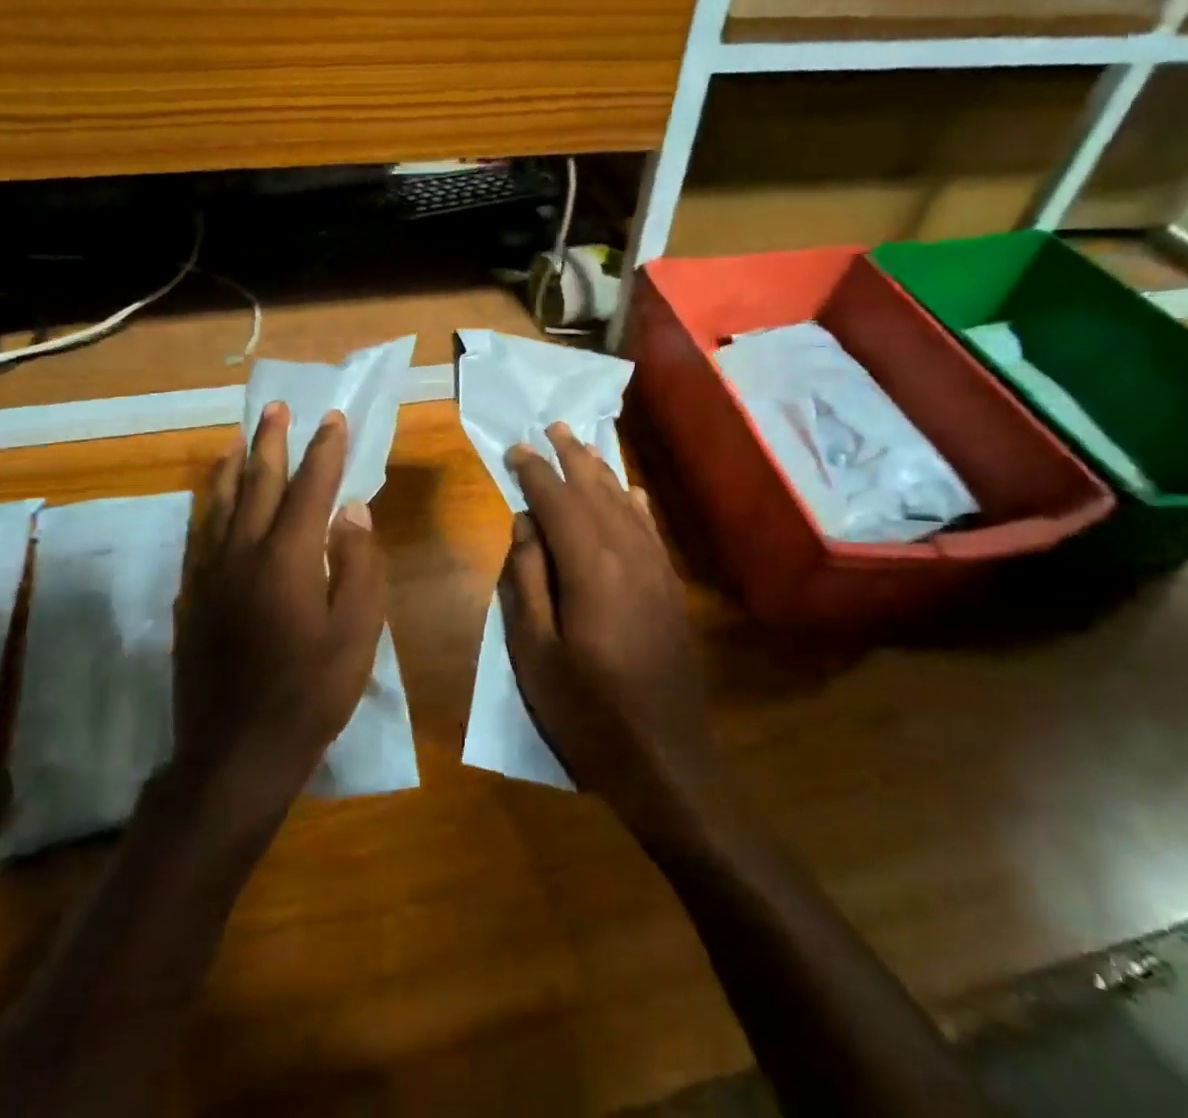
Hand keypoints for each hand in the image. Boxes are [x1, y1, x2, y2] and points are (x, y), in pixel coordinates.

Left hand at [175, 402, 385, 818]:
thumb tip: (352, 511)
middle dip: (272, 443)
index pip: (310, 488)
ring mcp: (212, 575)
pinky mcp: (193, 598)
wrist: (235, 753)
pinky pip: (202, 535)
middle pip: (258, 484)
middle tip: (277, 408)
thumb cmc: (310, 693)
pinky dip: (211, 506)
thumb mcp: (357, 632)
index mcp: (288, 558)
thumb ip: (358, 564)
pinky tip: (214, 503)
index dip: (324, 451)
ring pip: (222, 504)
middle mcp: (244, 553)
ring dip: (236, 466)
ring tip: (241, 440)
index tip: (333, 418)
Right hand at [501, 424, 723, 839]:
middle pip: (596, 492)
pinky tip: (631, 491)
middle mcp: (628, 554)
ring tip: (584, 445)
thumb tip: (524, 524)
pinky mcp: (671, 588)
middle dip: (571, 458)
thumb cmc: (588, 712)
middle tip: (552, 427)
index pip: (557, 502)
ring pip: (626, 504)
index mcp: (590, 567)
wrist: (667, 760)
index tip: (516, 449)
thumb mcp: (536, 653)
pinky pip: (651, 530)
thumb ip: (528, 581)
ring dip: (602, 472)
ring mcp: (656, 569)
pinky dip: (636, 503)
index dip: (535, 472)